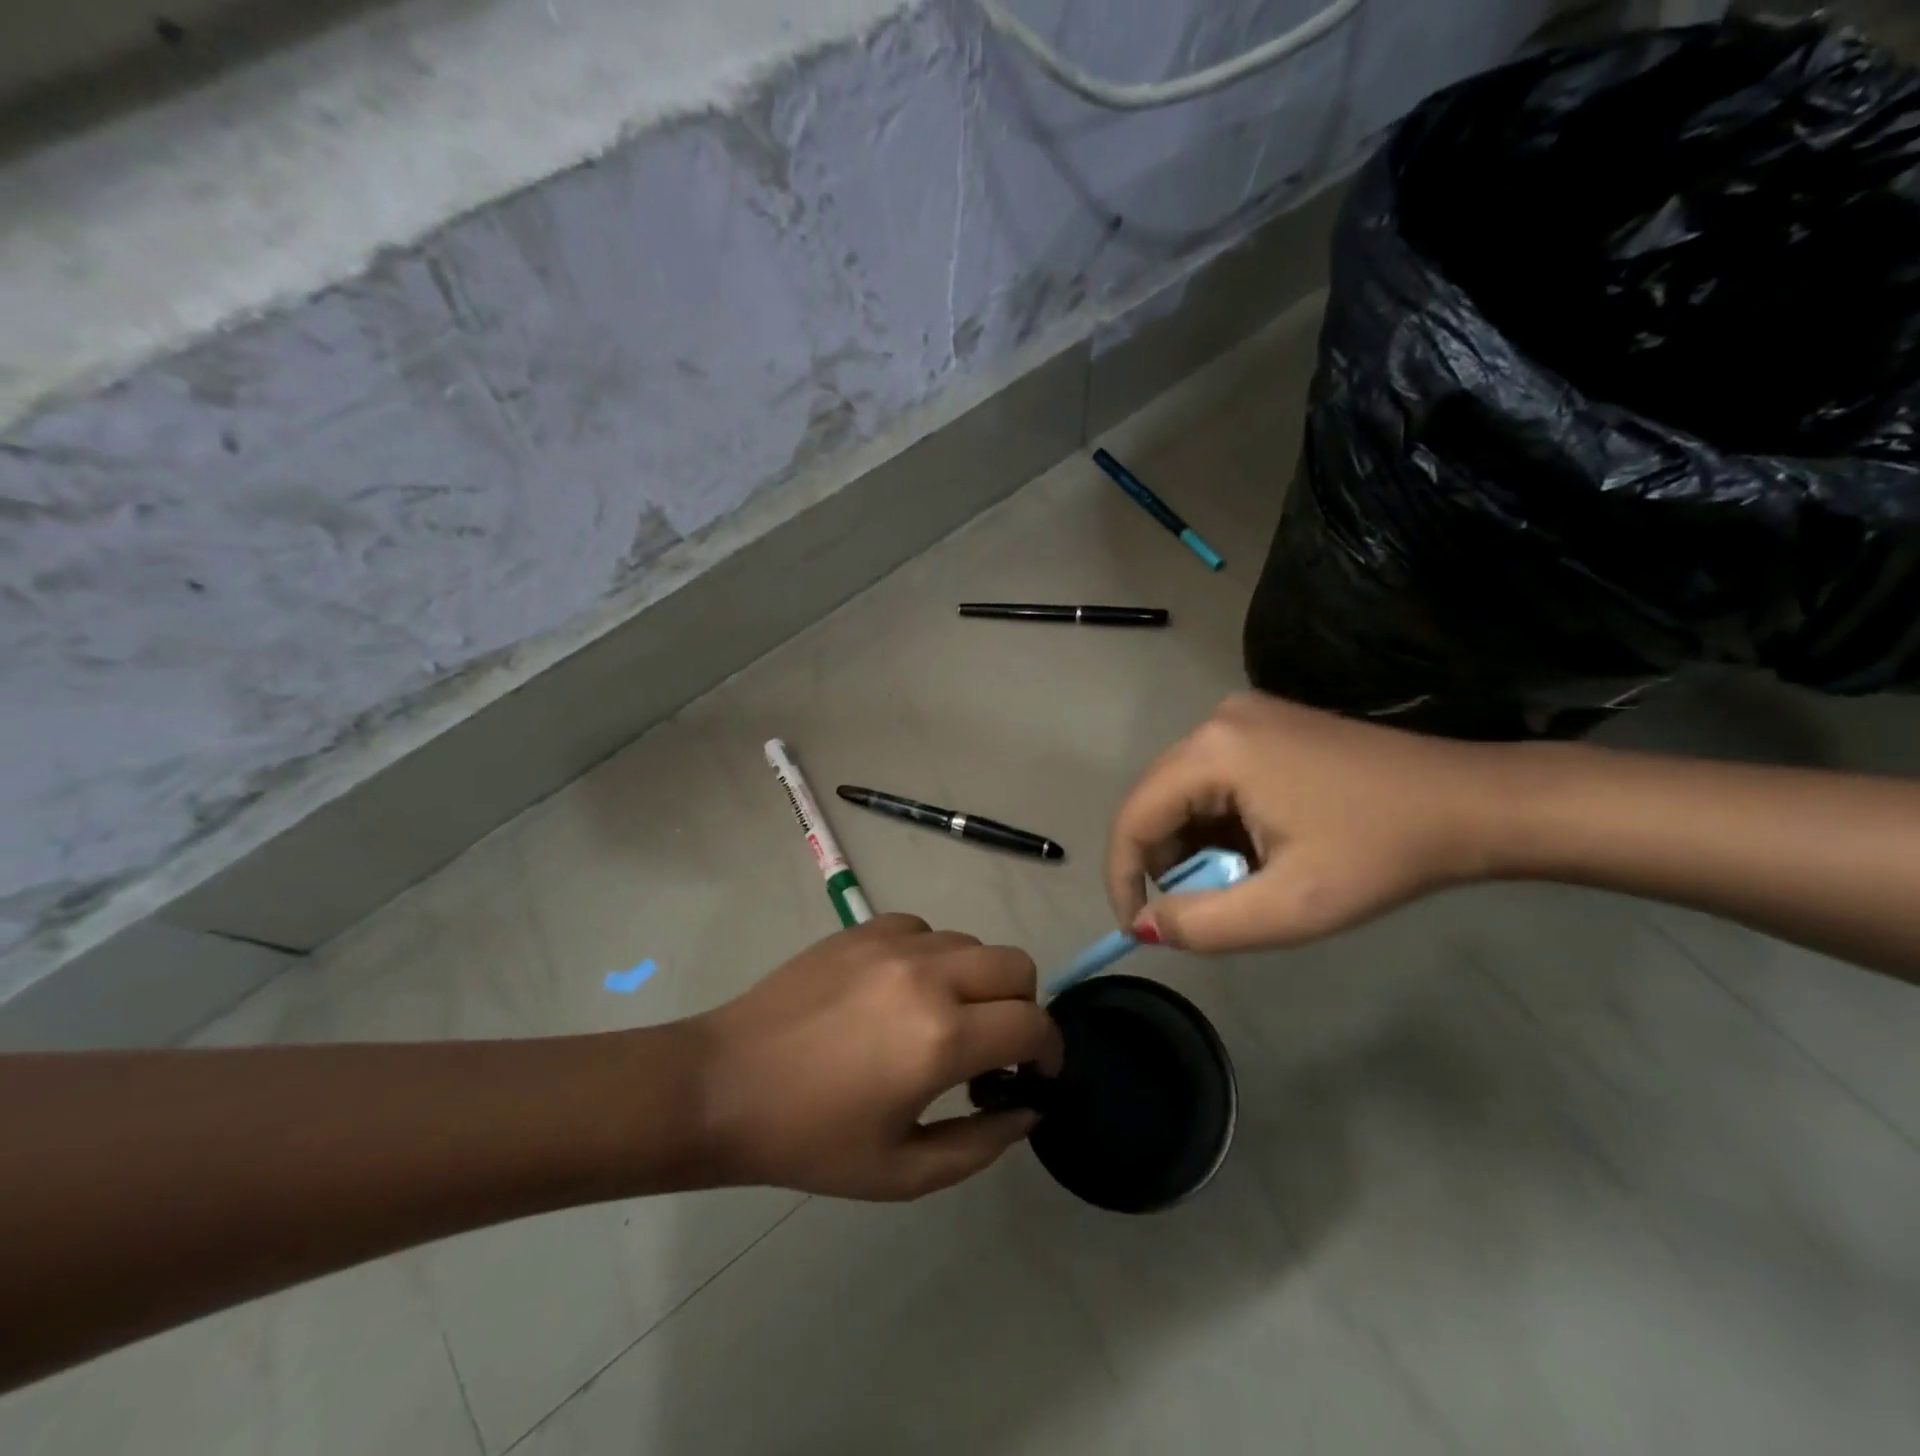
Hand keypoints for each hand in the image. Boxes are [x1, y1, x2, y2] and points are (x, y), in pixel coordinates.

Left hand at [693, 915, 1061, 1200]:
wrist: (725, 1085)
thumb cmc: (811, 1139)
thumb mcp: (903, 1171)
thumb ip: (981, 1144)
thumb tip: (1027, 1107)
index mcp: (942, 1038)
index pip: (1033, 1023)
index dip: (1050, 1051)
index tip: (1036, 1075)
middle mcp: (928, 975)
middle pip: (1016, 964)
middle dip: (1022, 1007)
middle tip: (994, 1047)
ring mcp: (893, 943)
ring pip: (972, 943)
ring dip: (977, 981)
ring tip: (943, 1020)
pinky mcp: (863, 928)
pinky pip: (926, 930)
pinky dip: (934, 958)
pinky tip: (902, 992)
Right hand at [1106, 694, 1505, 952]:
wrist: (1474, 804)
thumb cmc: (1382, 855)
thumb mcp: (1290, 907)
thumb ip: (1203, 924)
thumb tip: (1145, 925)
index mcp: (1214, 751)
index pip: (1134, 817)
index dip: (1123, 876)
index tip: (1137, 928)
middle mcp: (1216, 721)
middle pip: (1156, 802)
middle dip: (1170, 863)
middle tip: (1211, 906)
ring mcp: (1242, 716)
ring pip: (1184, 793)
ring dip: (1199, 845)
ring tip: (1250, 878)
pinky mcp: (1264, 724)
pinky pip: (1213, 779)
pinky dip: (1221, 822)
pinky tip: (1264, 846)